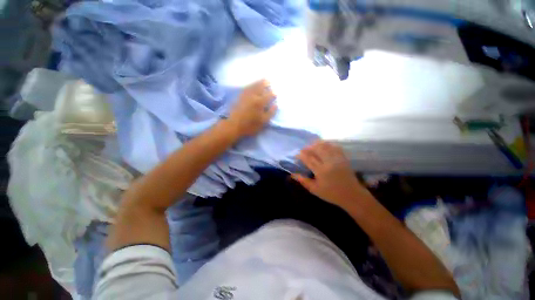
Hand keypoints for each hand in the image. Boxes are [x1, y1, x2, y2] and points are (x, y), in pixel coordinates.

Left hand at [227, 79, 276, 137]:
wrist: (234, 125)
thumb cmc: (250, 125)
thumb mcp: (263, 122)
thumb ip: (271, 113)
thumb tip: (275, 105)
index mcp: (260, 102)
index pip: (269, 95)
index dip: (273, 94)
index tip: (275, 93)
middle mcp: (253, 96)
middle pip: (260, 86)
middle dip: (266, 83)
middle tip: (269, 81)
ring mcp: (245, 95)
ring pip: (253, 85)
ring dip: (258, 82)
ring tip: (262, 80)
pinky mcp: (239, 97)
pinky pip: (246, 87)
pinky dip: (251, 85)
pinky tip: (252, 85)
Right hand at [292, 140, 369, 209]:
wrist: (352, 195)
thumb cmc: (331, 194)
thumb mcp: (315, 189)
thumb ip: (303, 181)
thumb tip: (292, 175)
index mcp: (321, 171)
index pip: (308, 159)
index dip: (301, 155)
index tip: (296, 155)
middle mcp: (329, 162)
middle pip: (317, 149)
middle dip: (308, 147)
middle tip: (304, 149)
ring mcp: (337, 159)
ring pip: (326, 146)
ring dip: (317, 144)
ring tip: (312, 146)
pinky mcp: (343, 158)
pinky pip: (335, 147)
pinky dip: (328, 144)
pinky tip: (324, 145)